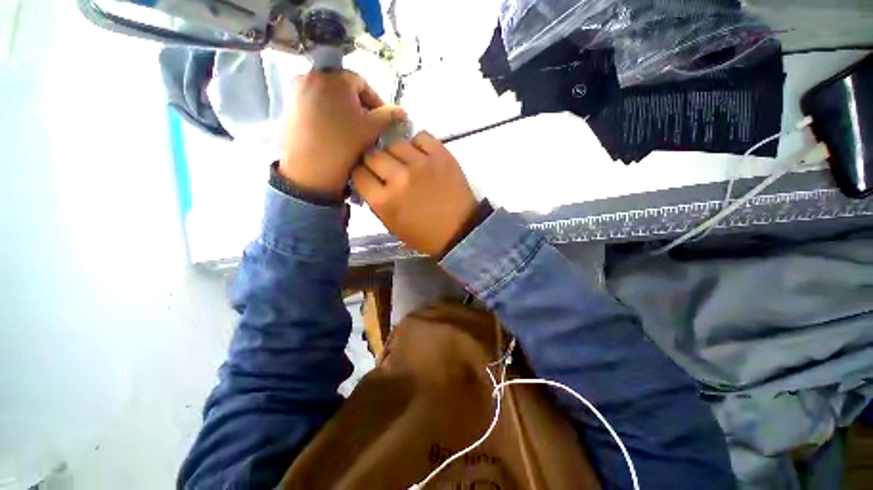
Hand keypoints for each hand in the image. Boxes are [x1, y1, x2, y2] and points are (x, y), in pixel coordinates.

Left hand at [279, 70, 405, 197]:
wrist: (309, 170)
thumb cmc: (344, 144)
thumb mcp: (373, 129)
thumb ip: (390, 116)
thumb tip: (403, 111)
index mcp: (333, 76)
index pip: (362, 84)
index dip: (376, 103)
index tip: (383, 122)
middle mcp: (310, 76)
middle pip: (344, 90)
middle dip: (359, 108)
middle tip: (368, 128)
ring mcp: (296, 92)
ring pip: (329, 99)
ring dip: (344, 112)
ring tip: (352, 133)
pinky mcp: (289, 108)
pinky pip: (315, 107)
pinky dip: (327, 117)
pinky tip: (334, 135)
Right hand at [352, 132, 477, 256]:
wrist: (459, 231)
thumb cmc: (424, 235)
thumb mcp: (392, 226)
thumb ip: (376, 203)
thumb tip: (368, 182)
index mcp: (383, 201)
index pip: (358, 174)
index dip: (362, 175)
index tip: (369, 177)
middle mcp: (398, 178)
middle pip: (373, 154)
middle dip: (375, 162)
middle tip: (387, 170)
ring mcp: (421, 164)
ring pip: (395, 143)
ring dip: (397, 153)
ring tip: (406, 163)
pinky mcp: (441, 155)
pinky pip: (421, 137)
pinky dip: (418, 144)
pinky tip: (422, 156)